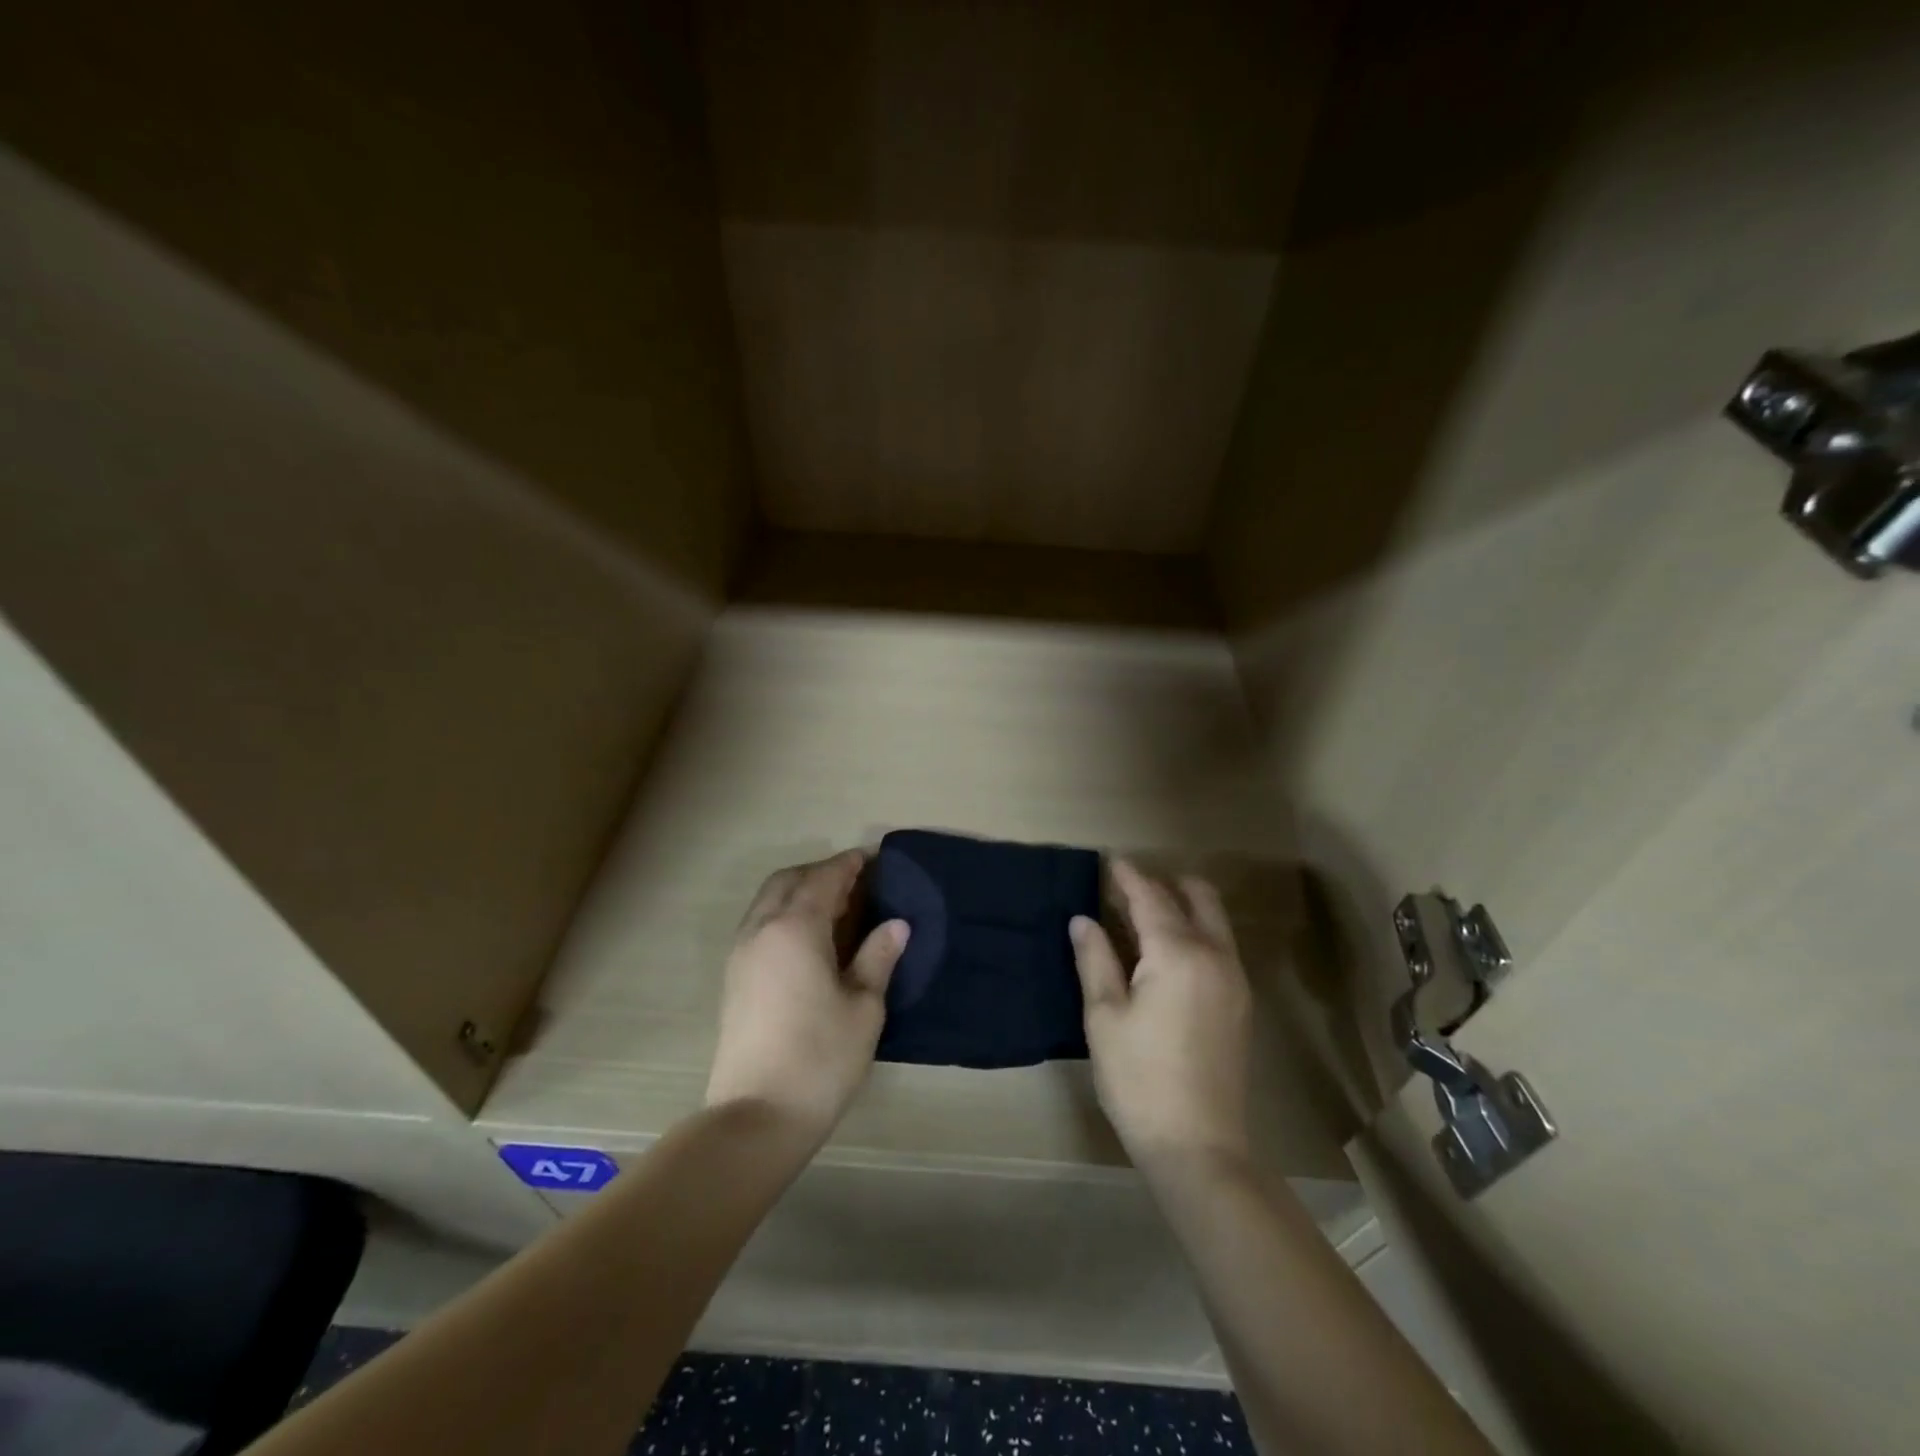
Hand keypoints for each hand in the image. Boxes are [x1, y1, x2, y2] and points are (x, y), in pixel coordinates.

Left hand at [705, 849, 909, 1143]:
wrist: (756, 1117)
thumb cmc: (820, 1058)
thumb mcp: (863, 1007)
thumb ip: (878, 958)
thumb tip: (897, 925)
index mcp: (795, 928)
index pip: (824, 879)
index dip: (848, 864)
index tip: (872, 857)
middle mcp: (761, 930)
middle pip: (788, 881)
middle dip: (819, 872)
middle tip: (855, 882)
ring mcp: (741, 954)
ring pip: (768, 901)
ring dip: (798, 892)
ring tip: (835, 909)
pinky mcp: (733, 979)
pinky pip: (759, 925)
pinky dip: (784, 915)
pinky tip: (808, 940)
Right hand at [1069, 860, 1252, 1169]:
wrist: (1200, 1146)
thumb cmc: (1139, 1079)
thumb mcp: (1104, 1016)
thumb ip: (1095, 959)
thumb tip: (1083, 919)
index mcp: (1178, 953)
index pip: (1151, 898)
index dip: (1127, 876)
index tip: (1109, 859)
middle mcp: (1215, 955)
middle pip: (1196, 897)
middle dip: (1163, 884)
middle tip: (1124, 890)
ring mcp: (1234, 979)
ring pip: (1213, 920)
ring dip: (1182, 906)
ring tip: (1141, 917)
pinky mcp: (1240, 1003)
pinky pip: (1219, 945)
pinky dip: (1194, 931)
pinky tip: (1165, 953)